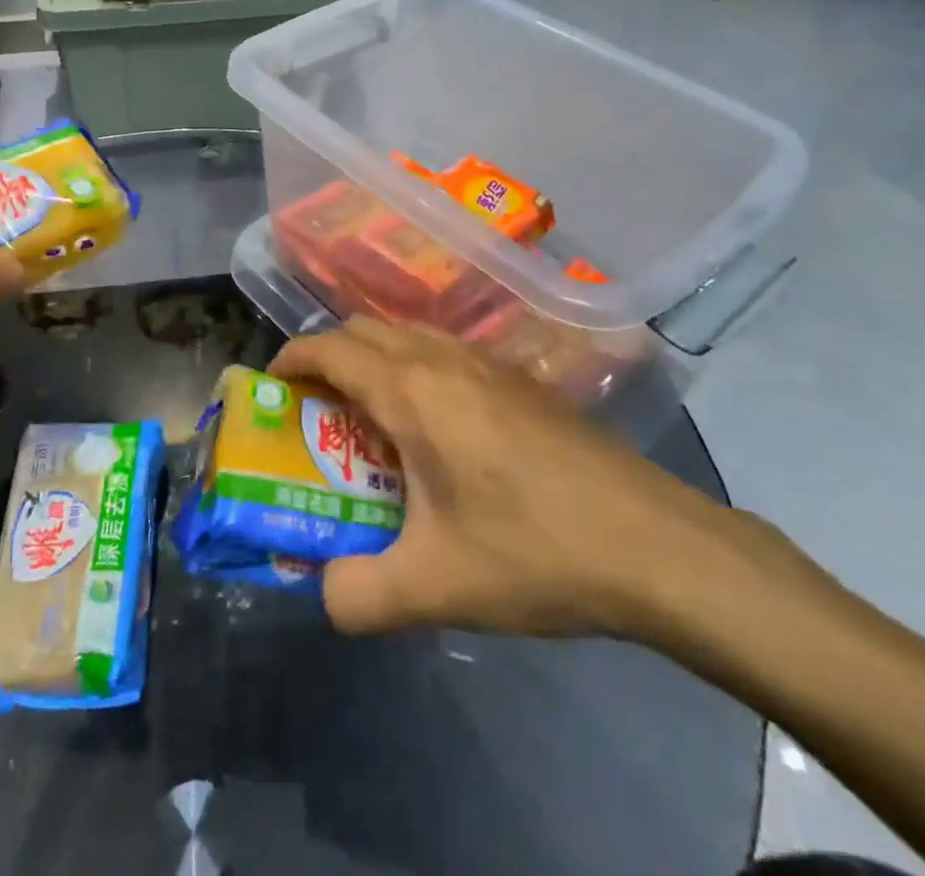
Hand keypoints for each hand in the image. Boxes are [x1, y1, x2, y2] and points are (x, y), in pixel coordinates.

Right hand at [269, 319, 751, 642]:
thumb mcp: (434, 587)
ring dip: (373, 360)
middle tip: (314, 410)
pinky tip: (434, 429)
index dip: (291, 360)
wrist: (655, 544)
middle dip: (327, 357)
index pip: (331, 348)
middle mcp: (445, 360)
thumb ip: (359, 594)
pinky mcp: (520, 382)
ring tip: (368, 418)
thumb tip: (323, 593)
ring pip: (408, 336)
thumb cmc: (534, 551)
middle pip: (365, 329)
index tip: (269, 388)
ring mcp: (488, 364)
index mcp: (413, 390)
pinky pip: (444, 353)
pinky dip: (414, 369)